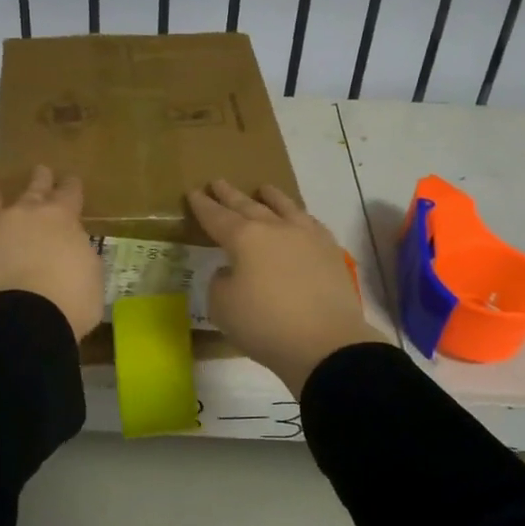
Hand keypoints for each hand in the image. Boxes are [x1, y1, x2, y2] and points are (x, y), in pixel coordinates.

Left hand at [0, 164, 102, 338]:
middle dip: (39, 179)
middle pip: (33, 190)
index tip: (71, 180)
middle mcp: (23, 214)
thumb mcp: (91, 275)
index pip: (69, 195)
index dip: (71, 187)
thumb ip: (80, 254)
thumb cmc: (70, 303)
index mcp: (61, 220)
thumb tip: (71, 250)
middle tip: (40, 169)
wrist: (25, 321)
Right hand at [188, 180, 387, 397]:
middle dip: (230, 195)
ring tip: (263, 189)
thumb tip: (233, 272)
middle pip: (248, 206)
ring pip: (285, 207)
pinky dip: (299, 216)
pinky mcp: (330, 252)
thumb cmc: (265, 325)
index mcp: (244, 238)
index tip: (194, 193)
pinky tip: (300, 218)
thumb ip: (221, 283)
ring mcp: (307, 237)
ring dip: (271, 197)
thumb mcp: (223, 307)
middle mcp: (276, 228)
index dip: (203, 206)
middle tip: (218, 182)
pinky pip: (311, 224)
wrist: (325, 342)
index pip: (217, 217)